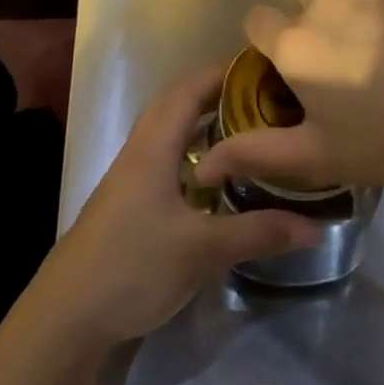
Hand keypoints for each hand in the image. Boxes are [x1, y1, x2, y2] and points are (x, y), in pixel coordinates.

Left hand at [30, 67, 320, 346]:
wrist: (68, 315)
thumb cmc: (133, 267)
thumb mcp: (202, 250)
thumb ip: (258, 233)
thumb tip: (316, 226)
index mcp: (153, 146)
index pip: (188, 90)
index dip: (223, 73)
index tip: (264, 69)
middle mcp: (139, 151)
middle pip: (178, 106)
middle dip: (218, 95)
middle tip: (265, 100)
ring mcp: (130, 177)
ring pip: (170, 134)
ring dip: (204, 125)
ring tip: (248, 130)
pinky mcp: (129, 202)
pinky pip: (166, 160)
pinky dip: (193, 155)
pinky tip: (216, 178)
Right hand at [194, 0, 383, 191]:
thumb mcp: (322, 158)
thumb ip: (258, 155)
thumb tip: (204, 162)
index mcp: (297, 41)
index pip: (257, 20)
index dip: (270, 44)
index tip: (293, 72)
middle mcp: (327, 0)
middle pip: (304, 0)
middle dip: (314, 25)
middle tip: (348, 69)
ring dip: (357, 14)